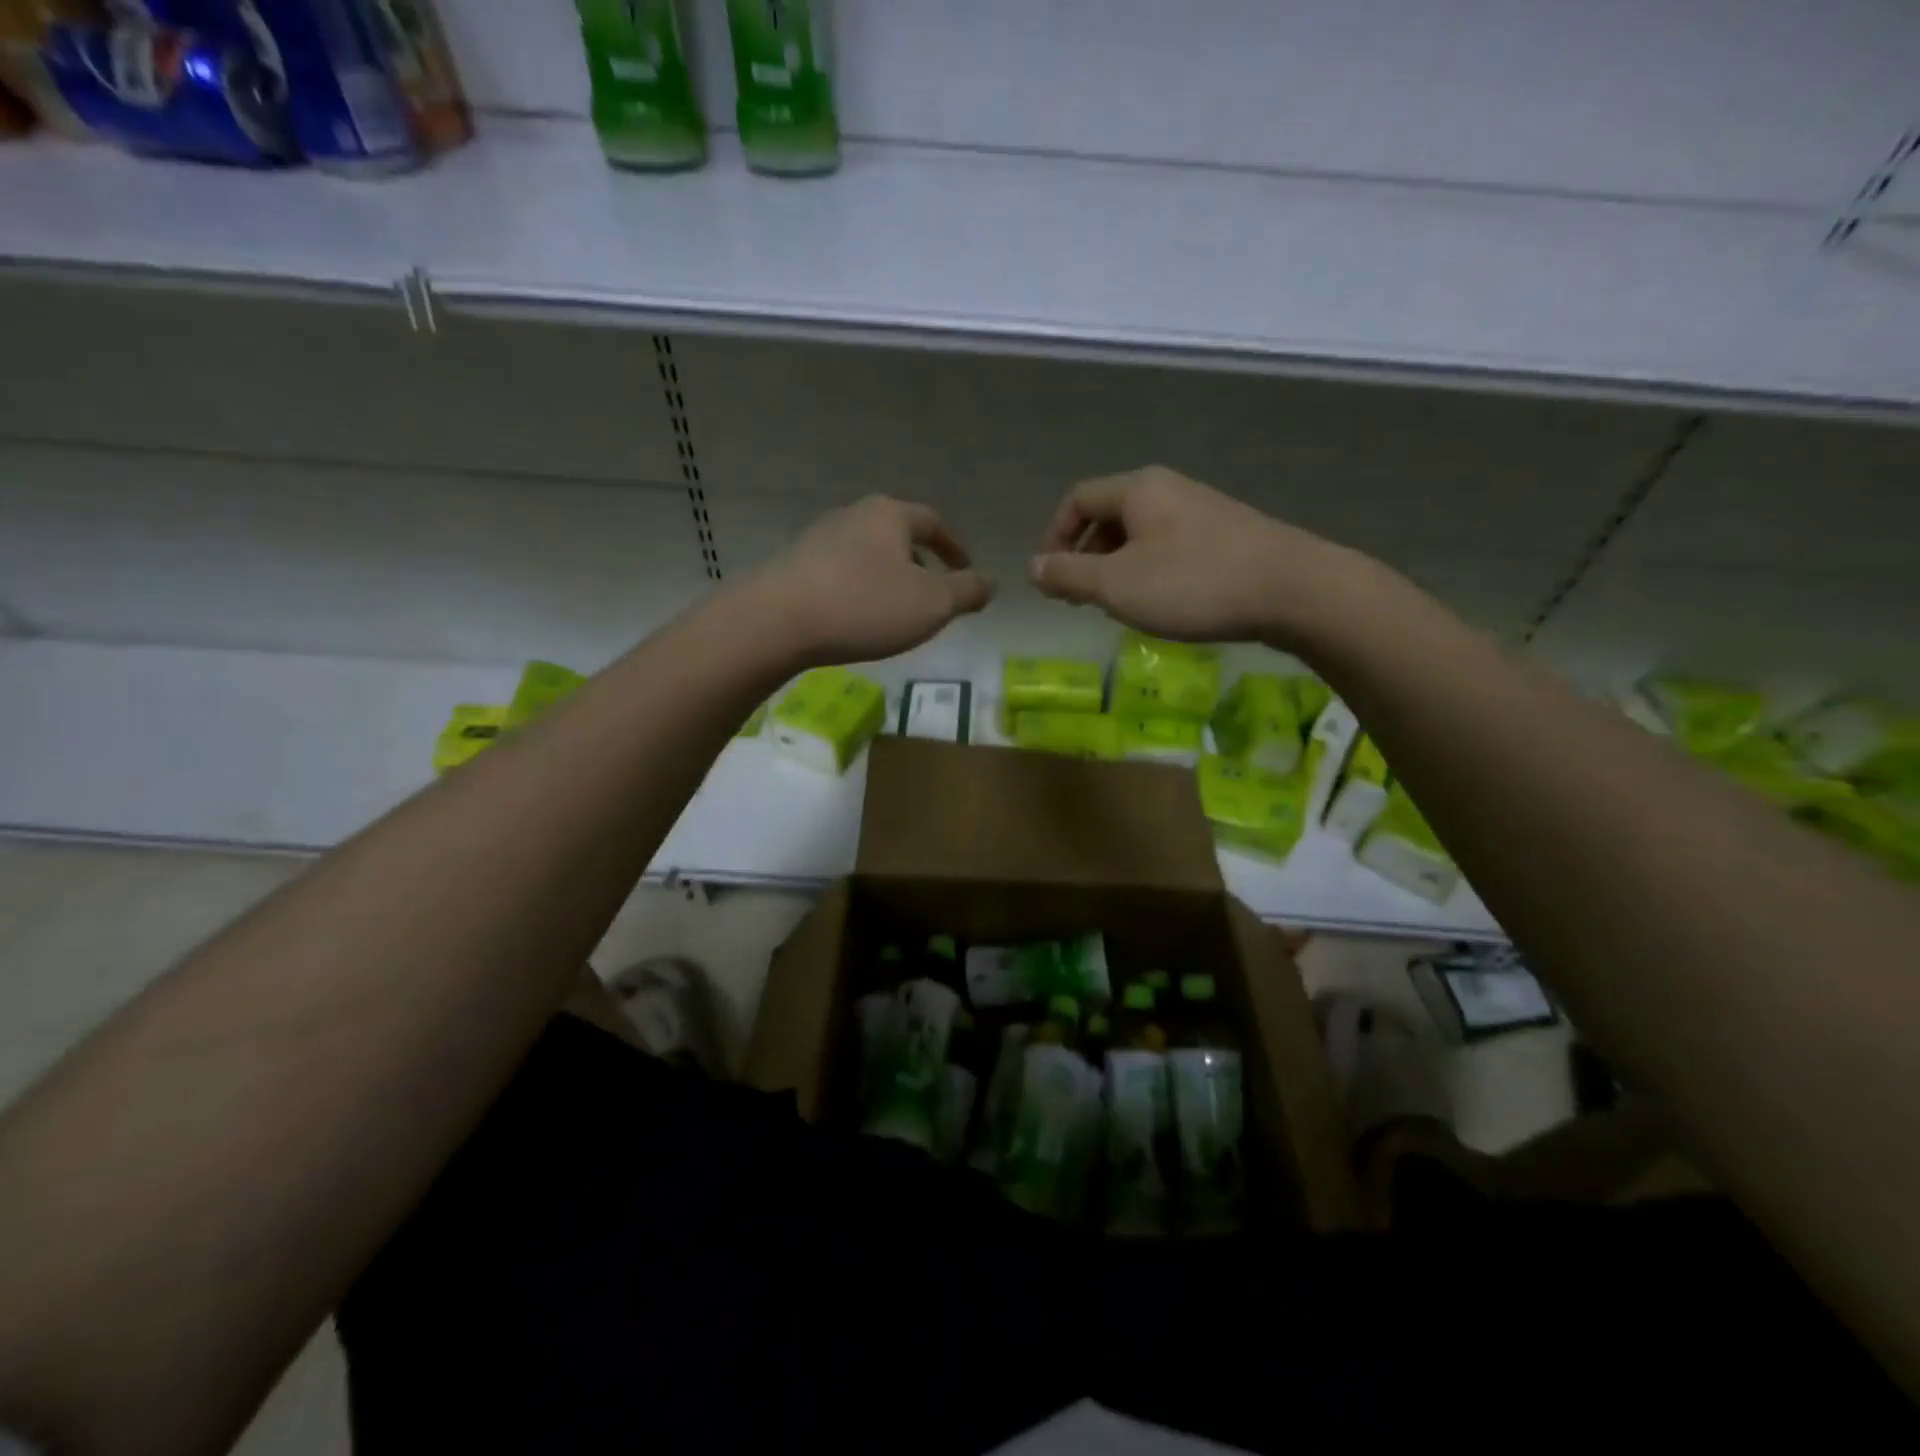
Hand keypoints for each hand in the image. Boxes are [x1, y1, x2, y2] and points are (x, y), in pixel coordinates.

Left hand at [747, 495, 992, 665]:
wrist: (777, 621)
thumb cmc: (865, 606)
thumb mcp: (932, 604)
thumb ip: (966, 592)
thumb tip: (989, 582)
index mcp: (890, 515)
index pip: (933, 523)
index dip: (954, 547)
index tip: (966, 569)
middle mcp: (854, 515)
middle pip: (898, 534)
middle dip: (920, 562)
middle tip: (934, 593)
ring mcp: (819, 537)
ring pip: (869, 554)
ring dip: (889, 576)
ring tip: (897, 609)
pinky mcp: (795, 564)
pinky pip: (842, 572)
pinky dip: (861, 588)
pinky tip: (858, 616)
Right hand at [1029, 466, 1366, 646]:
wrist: (1293, 589)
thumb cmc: (1193, 583)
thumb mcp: (1117, 585)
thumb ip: (1069, 575)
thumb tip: (1034, 567)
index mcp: (1138, 489)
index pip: (1077, 499)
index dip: (1054, 537)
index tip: (1050, 579)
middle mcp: (1169, 489)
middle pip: (1109, 515)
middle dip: (1085, 555)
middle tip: (1081, 597)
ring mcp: (1202, 510)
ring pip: (1141, 534)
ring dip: (1117, 567)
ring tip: (1119, 605)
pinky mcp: (1227, 535)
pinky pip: (1170, 547)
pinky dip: (1150, 572)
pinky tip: (1162, 604)